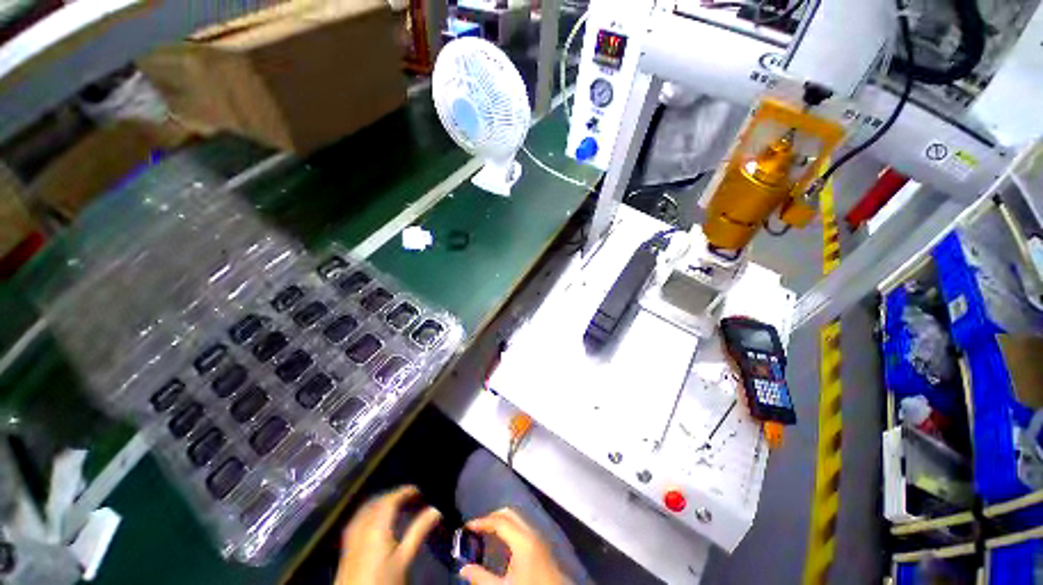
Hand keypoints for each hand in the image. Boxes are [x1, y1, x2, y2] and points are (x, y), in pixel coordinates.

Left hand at [335, 486, 441, 584]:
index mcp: (376, 526)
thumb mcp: (404, 558)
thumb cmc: (384, 581)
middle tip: (411, 498)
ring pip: (366, 509)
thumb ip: (418, 531)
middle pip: (377, 501)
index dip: (405, 491)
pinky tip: (377, 521)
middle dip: (394, 496)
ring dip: (381, 503)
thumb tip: (436, 509)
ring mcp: (351, 536)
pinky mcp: (346, 546)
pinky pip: (358, 519)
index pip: (390, 499)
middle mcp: (361, 526)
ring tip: (397, 507)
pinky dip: (371, 512)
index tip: (419, 490)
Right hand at [459, 508, 570, 584]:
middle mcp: (532, 532)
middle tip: (477, 528)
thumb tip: (463, 569)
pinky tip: (503, 542)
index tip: (467, 526)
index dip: (482, 521)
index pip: (499, 520)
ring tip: (486, 533)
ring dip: (501, 521)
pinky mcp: (542, 545)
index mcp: (523, 539)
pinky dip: (510, 528)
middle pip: (509, 513)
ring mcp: (539, 537)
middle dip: (492, 517)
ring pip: (517, 518)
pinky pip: (522, 527)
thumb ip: (482, 578)